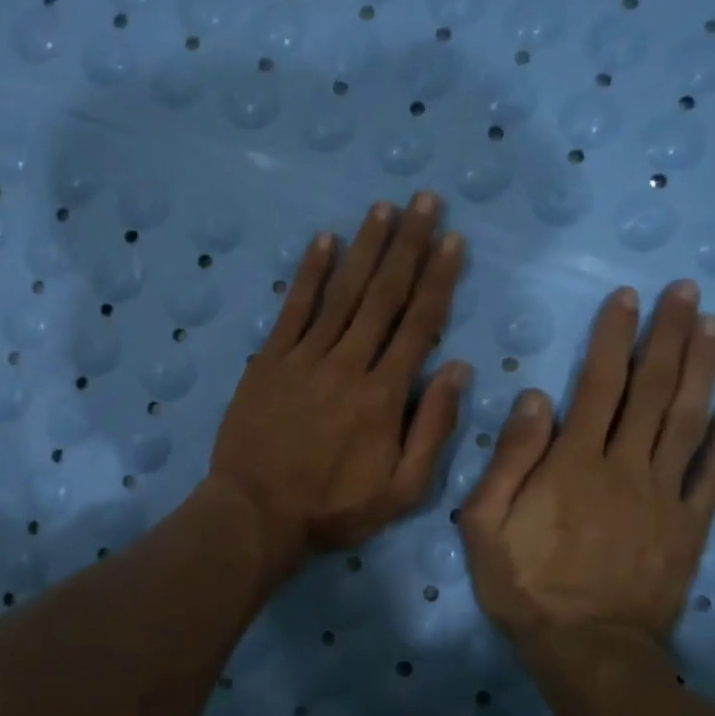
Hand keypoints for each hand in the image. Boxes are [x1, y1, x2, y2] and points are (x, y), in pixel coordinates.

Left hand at [208, 192, 467, 564]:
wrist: (257, 513)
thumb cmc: (334, 508)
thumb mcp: (402, 489)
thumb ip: (433, 428)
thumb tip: (458, 368)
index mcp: (385, 395)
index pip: (419, 324)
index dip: (439, 278)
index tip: (453, 239)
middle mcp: (348, 364)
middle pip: (384, 295)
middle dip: (408, 245)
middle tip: (425, 201)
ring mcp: (304, 358)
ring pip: (342, 293)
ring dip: (365, 247)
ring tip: (384, 208)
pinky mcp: (269, 361)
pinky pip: (293, 309)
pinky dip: (309, 273)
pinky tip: (323, 241)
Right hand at [461, 282, 714, 675]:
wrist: (588, 651)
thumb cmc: (526, 586)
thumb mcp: (485, 525)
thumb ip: (509, 459)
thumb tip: (535, 398)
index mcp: (574, 463)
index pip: (599, 385)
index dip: (613, 337)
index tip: (627, 298)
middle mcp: (626, 466)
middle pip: (652, 390)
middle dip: (668, 335)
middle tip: (686, 290)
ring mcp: (665, 494)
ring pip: (688, 418)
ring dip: (703, 367)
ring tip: (714, 324)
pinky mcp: (690, 525)